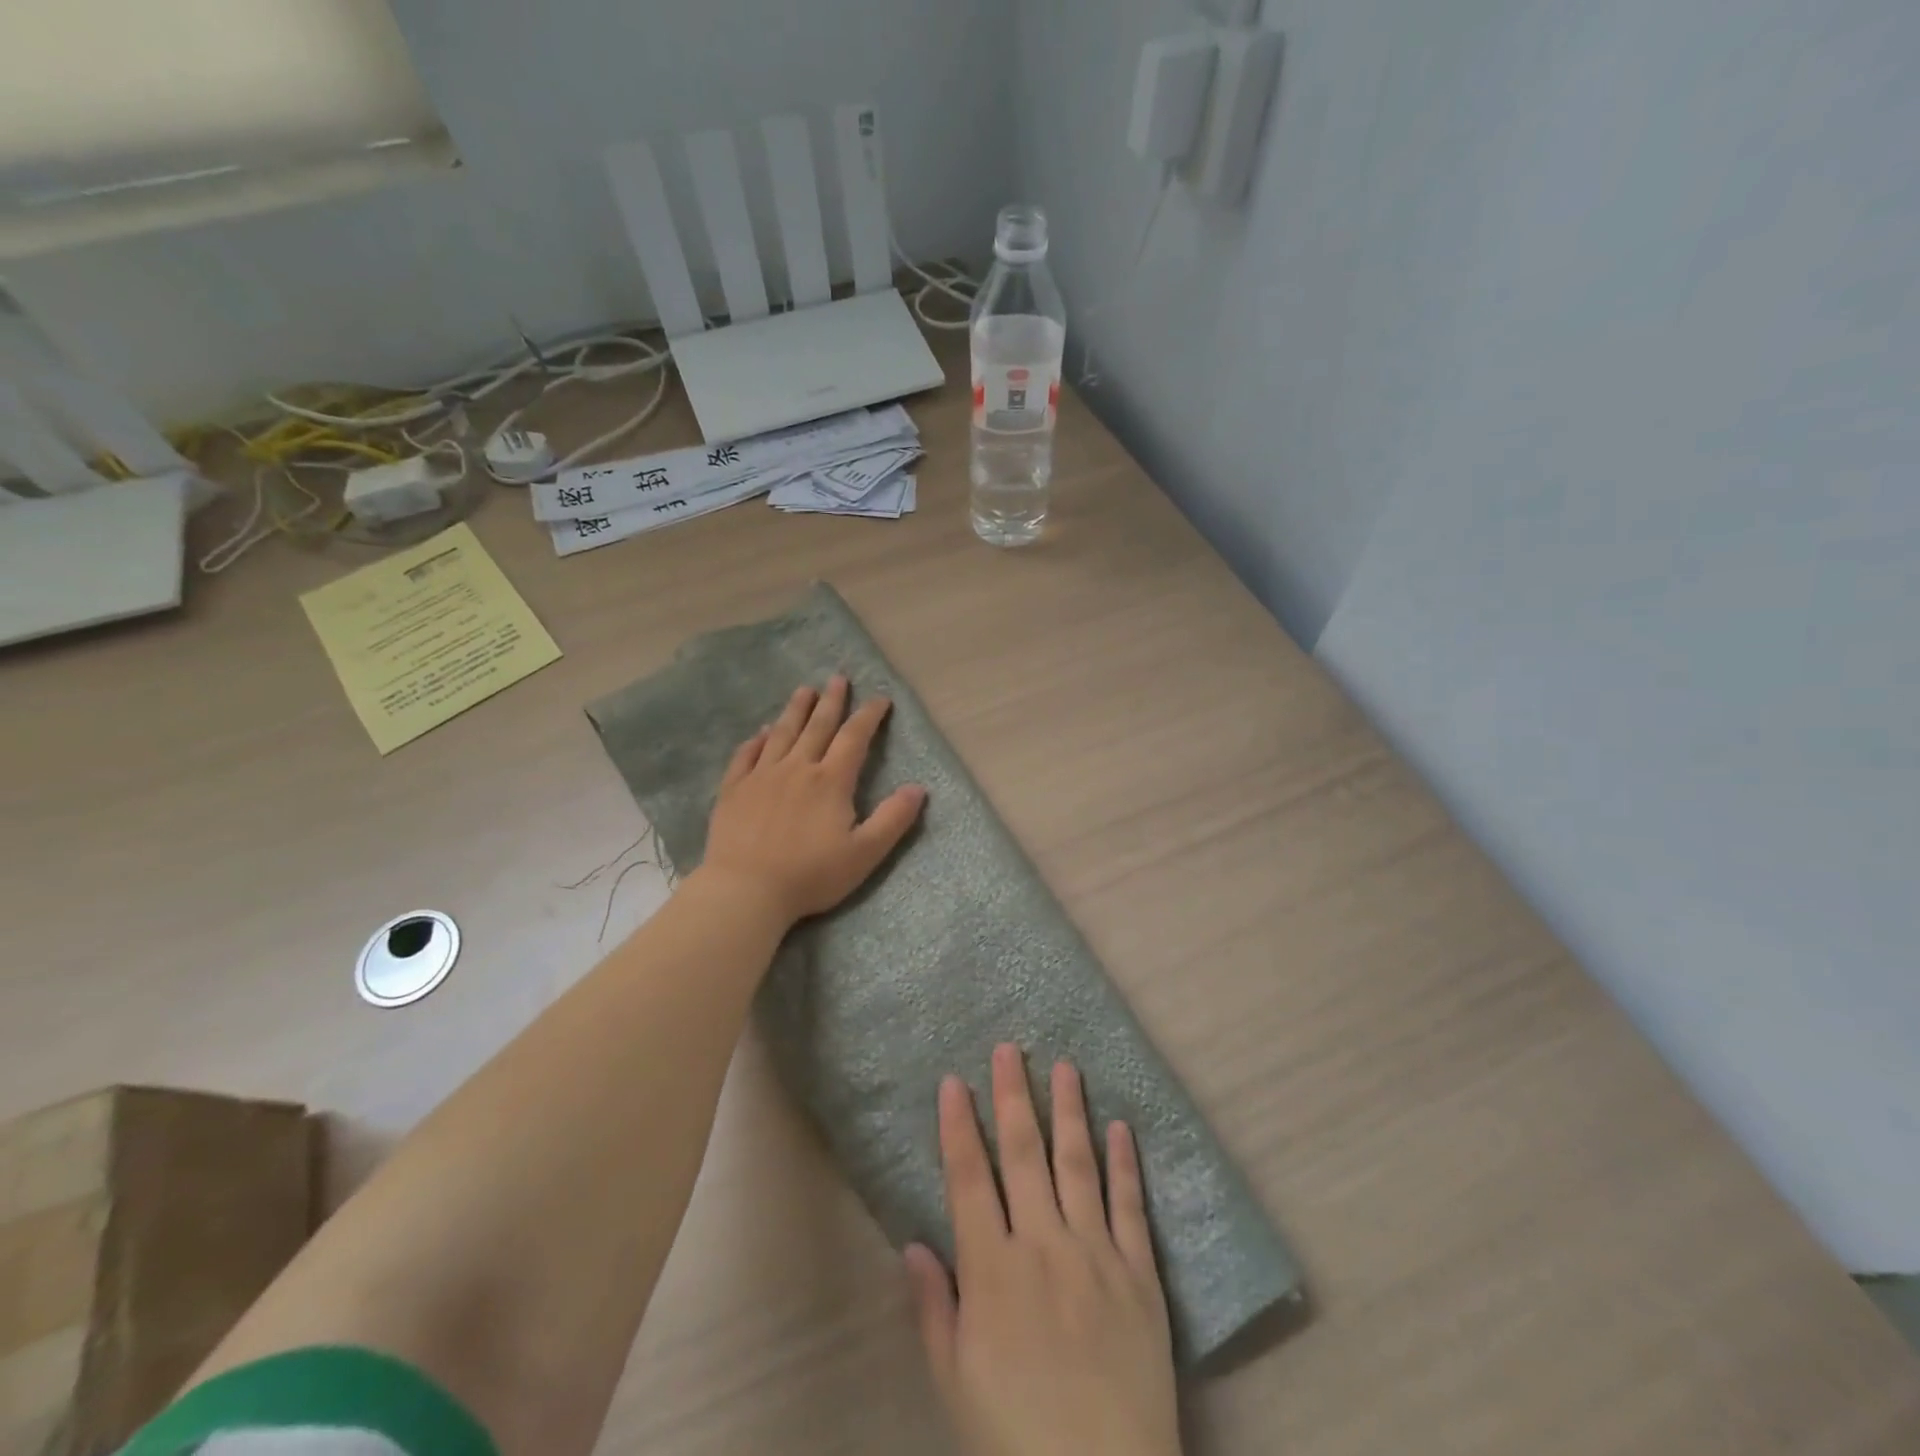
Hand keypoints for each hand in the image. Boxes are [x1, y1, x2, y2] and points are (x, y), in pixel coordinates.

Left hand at [698, 675, 926, 926]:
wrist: (746, 890)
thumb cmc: (811, 875)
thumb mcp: (864, 853)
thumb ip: (893, 819)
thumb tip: (919, 789)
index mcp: (831, 781)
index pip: (854, 737)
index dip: (869, 715)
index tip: (879, 699)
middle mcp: (797, 768)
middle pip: (817, 726)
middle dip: (831, 701)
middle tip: (837, 678)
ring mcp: (761, 776)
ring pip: (781, 734)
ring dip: (794, 710)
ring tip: (803, 690)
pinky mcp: (734, 791)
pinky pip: (745, 756)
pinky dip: (755, 741)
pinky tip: (759, 733)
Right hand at [907, 1047, 1181, 1455]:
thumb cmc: (1014, 1437)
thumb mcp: (954, 1383)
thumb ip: (934, 1308)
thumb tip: (911, 1242)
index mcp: (993, 1270)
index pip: (969, 1179)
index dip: (959, 1126)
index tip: (954, 1080)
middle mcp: (1043, 1245)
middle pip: (1023, 1155)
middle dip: (1013, 1096)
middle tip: (1009, 1048)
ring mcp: (1096, 1254)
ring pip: (1077, 1164)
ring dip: (1069, 1111)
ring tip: (1064, 1066)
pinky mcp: (1140, 1274)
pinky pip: (1130, 1206)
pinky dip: (1125, 1163)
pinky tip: (1120, 1126)